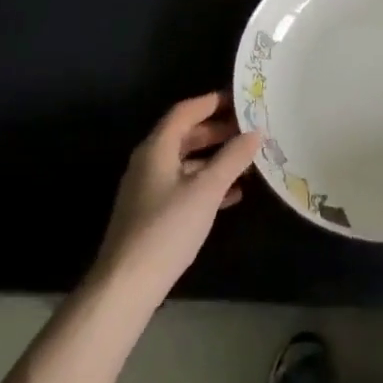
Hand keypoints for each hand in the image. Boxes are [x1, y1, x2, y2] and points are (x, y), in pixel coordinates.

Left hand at [91, 92, 261, 306]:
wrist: (127, 284)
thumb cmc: (167, 228)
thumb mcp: (206, 190)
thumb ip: (232, 158)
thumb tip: (255, 132)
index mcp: (157, 148)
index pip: (185, 112)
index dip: (212, 102)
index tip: (241, 99)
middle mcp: (149, 162)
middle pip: (186, 135)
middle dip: (218, 131)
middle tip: (250, 129)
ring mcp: (149, 188)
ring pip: (186, 162)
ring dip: (215, 159)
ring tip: (248, 161)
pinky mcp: (152, 213)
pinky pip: (184, 185)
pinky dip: (207, 183)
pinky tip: (232, 195)